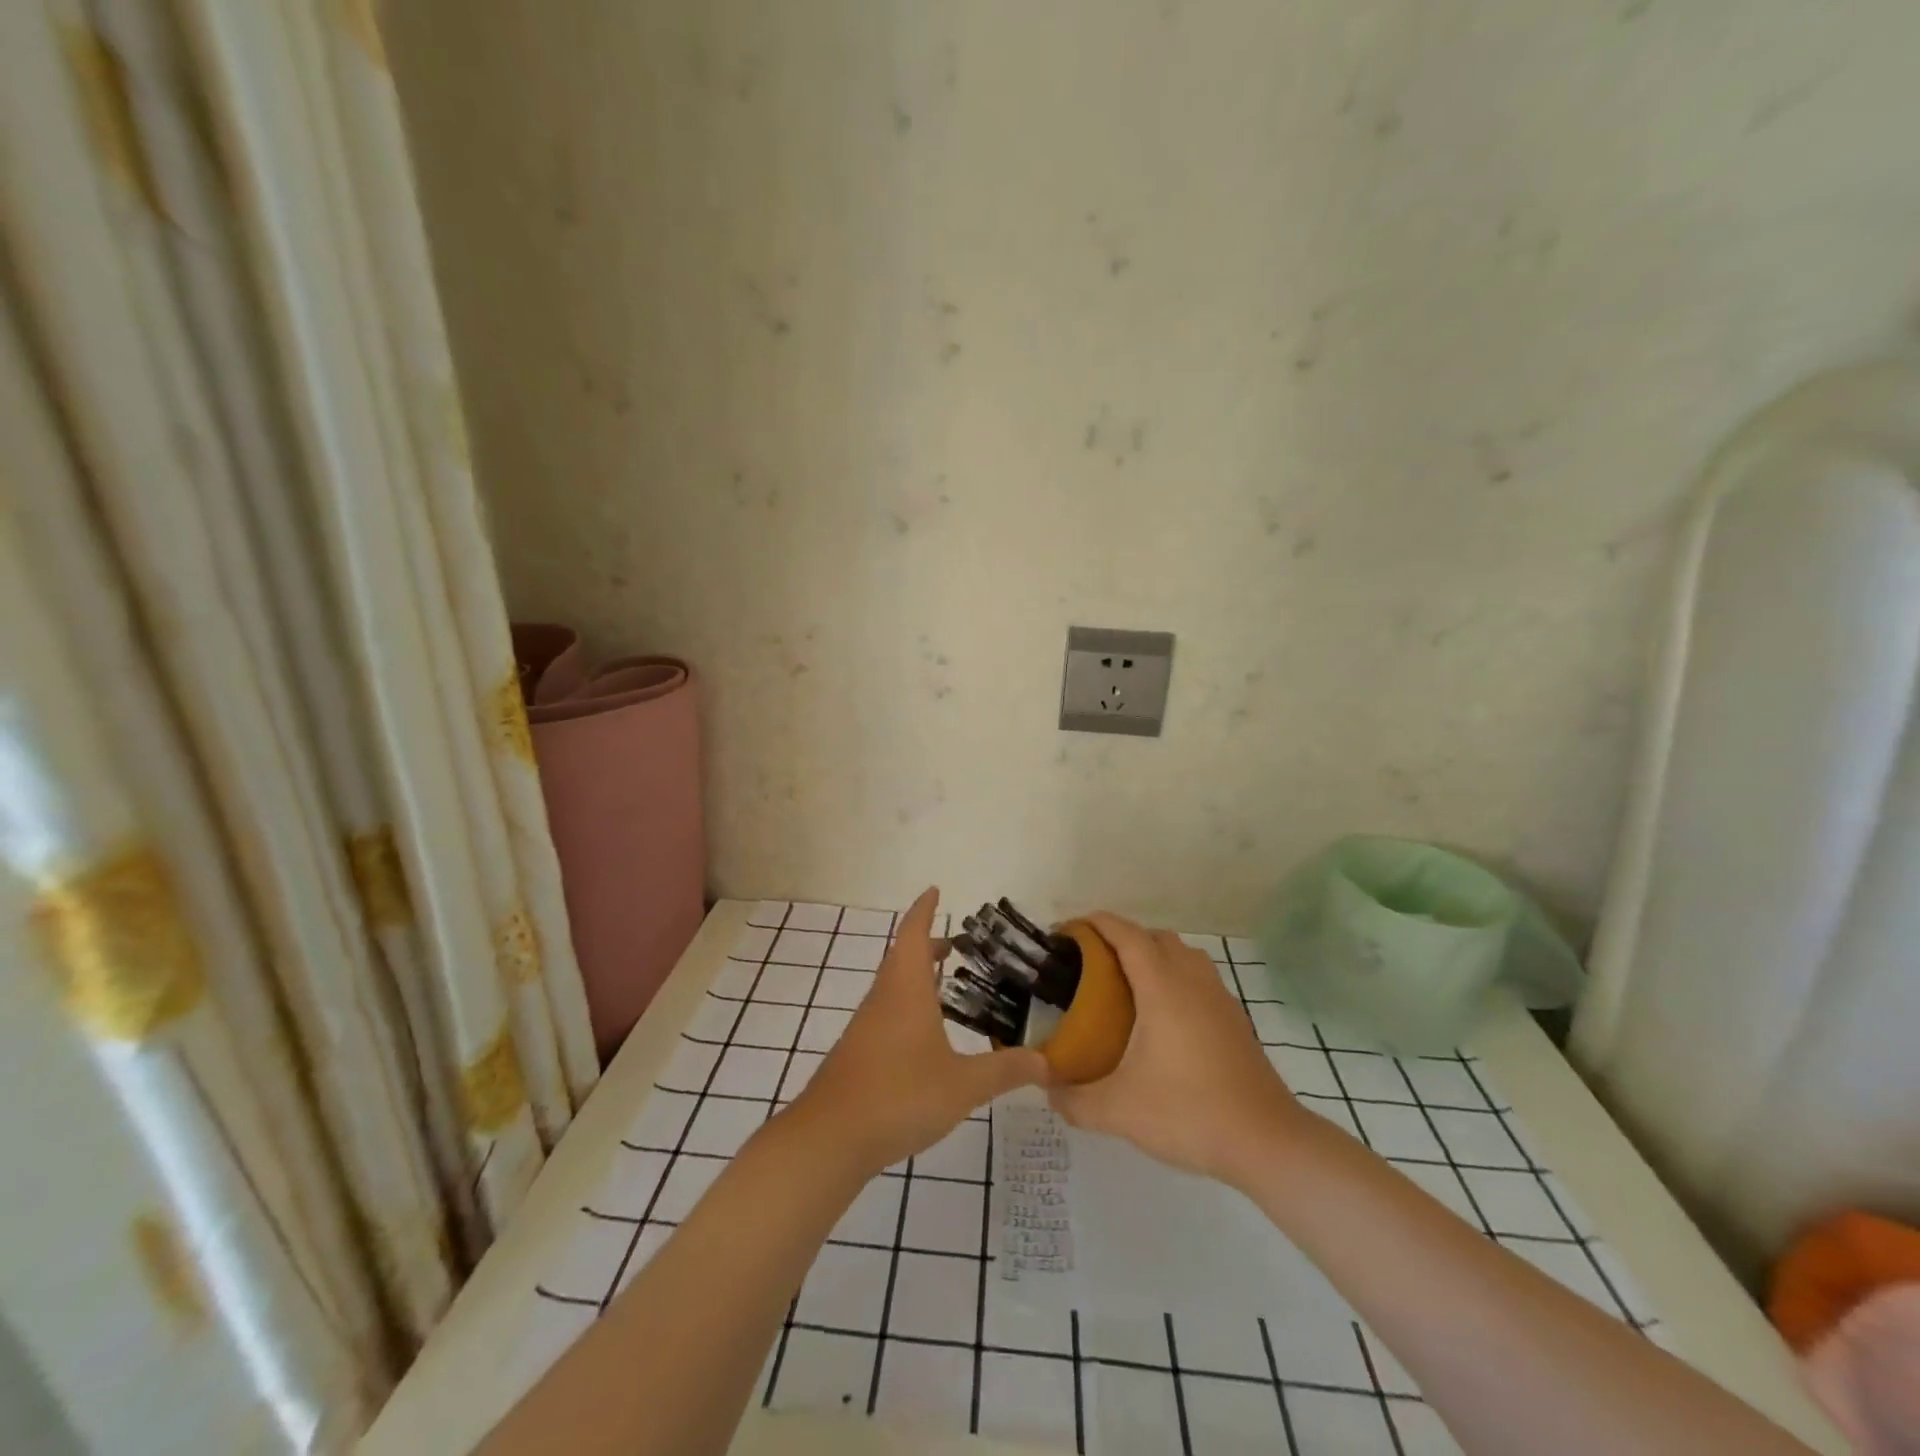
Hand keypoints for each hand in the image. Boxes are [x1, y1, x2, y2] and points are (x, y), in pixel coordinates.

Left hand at [787, 888, 1045, 1174]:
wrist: (830, 1138)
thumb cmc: (899, 1096)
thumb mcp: (963, 1085)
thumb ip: (1005, 1071)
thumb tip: (1047, 1061)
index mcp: (906, 989)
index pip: (915, 934)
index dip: (925, 910)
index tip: (935, 890)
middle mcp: (883, 998)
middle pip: (903, 958)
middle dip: (929, 946)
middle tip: (958, 946)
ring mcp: (866, 1026)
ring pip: (893, 987)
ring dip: (918, 978)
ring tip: (947, 988)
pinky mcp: (858, 1052)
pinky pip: (887, 1013)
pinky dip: (908, 1007)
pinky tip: (925, 1037)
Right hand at [1049, 913, 1305, 1187]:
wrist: (1267, 1142)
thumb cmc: (1189, 1113)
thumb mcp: (1119, 1111)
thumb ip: (1074, 1099)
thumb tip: (1047, 1090)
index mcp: (1162, 987)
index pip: (1126, 934)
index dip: (1096, 924)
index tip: (1067, 932)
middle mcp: (1192, 980)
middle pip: (1155, 937)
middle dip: (1121, 938)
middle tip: (1091, 964)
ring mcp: (1220, 998)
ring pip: (1182, 954)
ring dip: (1153, 955)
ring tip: (1126, 986)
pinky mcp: (1235, 1019)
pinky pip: (1199, 978)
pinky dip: (1175, 978)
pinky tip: (1162, 1019)